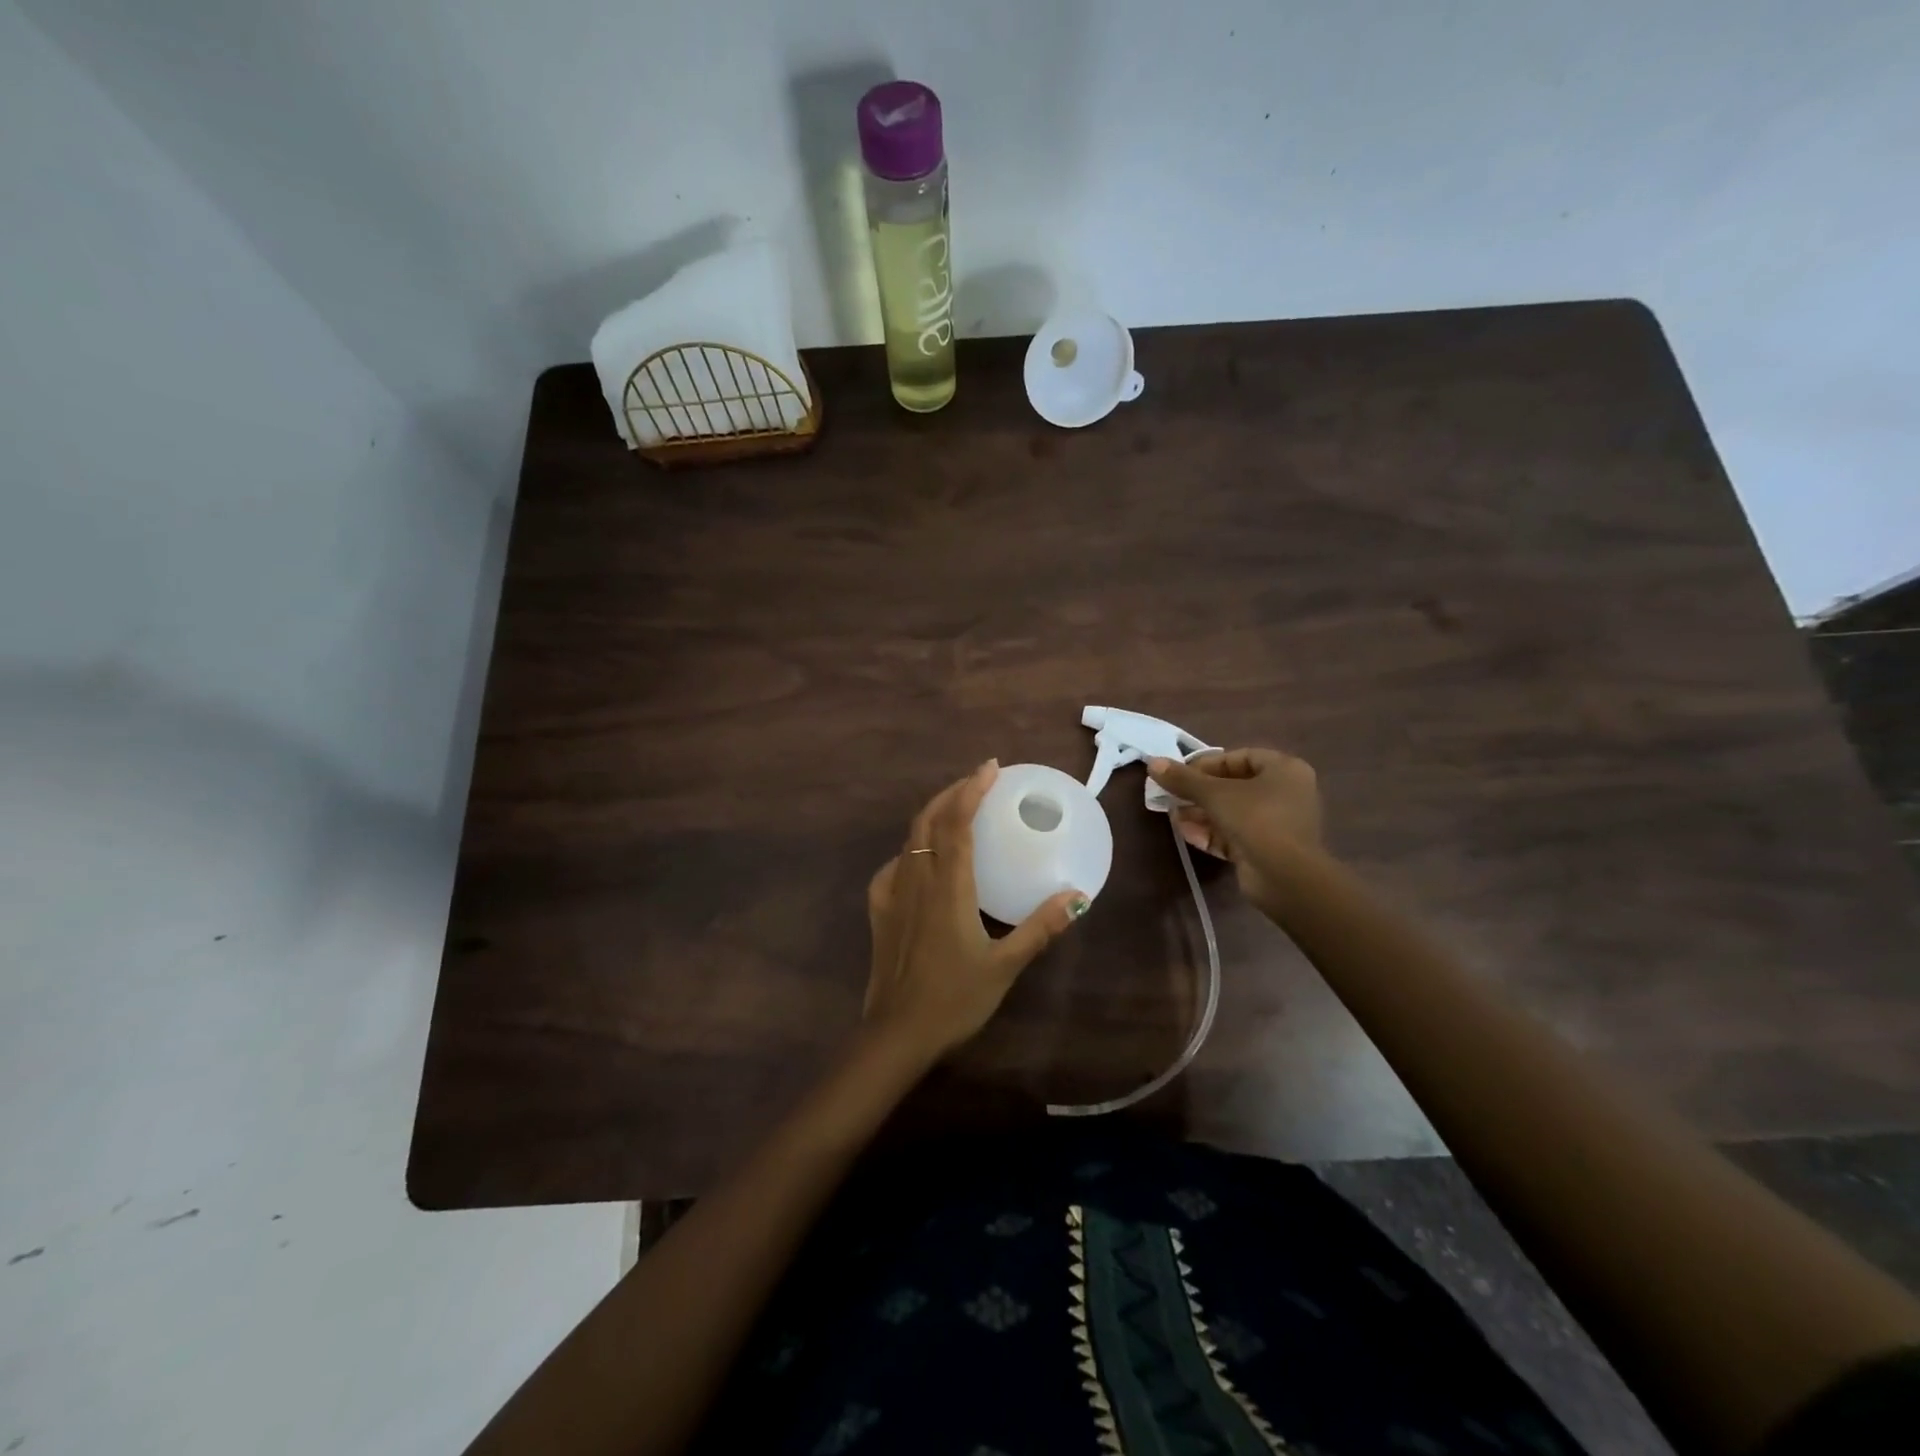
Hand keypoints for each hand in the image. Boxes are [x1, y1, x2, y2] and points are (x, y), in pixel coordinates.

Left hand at [864, 760, 1088, 1061]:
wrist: (898, 1034)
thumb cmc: (955, 998)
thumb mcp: (1005, 965)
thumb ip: (1040, 928)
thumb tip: (1078, 897)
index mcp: (948, 886)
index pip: (957, 823)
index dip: (972, 790)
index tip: (990, 768)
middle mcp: (917, 879)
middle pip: (929, 820)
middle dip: (952, 793)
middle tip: (978, 782)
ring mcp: (892, 894)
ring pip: (910, 840)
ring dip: (933, 816)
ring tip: (956, 812)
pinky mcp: (879, 911)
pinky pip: (893, 868)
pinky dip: (911, 851)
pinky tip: (920, 862)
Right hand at [1146, 747, 1322, 912]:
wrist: (1285, 876)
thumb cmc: (1256, 819)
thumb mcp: (1215, 794)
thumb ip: (1184, 779)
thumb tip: (1153, 763)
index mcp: (1284, 770)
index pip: (1240, 757)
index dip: (1207, 763)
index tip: (1180, 773)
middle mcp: (1285, 793)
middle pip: (1234, 786)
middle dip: (1199, 792)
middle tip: (1172, 795)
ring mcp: (1277, 824)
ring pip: (1232, 812)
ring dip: (1201, 813)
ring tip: (1172, 815)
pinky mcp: (1266, 850)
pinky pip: (1234, 835)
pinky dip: (1211, 833)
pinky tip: (1185, 833)